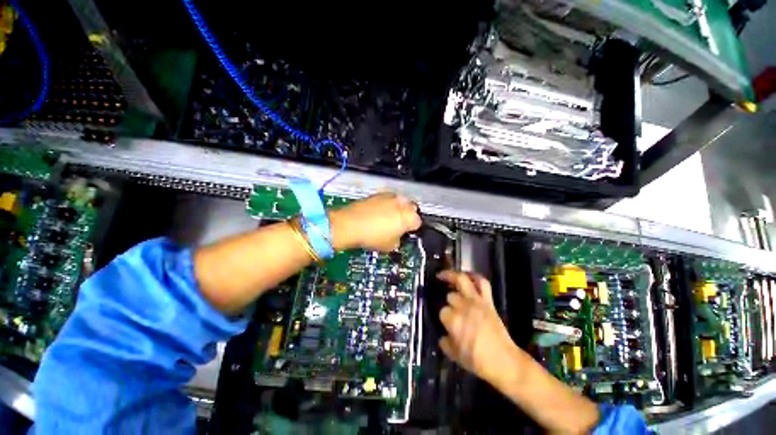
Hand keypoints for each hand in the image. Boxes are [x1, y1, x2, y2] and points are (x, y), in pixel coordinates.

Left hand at [330, 193, 420, 251]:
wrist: (350, 224)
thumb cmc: (372, 237)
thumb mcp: (390, 246)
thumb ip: (399, 240)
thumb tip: (397, 237)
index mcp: (409, 217)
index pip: (418, 223)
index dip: (413, 229)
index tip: (406, 233)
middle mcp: (403, 203)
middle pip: (412, 209)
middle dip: (408, 216)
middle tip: (398, 225)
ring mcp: (390, 196)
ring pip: (400, 202)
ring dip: (398, 209)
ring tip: (387, 218)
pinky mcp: (378, 194)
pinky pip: (388, 199)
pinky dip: (386, 205)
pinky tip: (377, 213)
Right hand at [437, 270, 520, 386]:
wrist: (504, 362)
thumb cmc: (477, 361)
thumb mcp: (454, 355)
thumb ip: (445, 341)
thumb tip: (443, 334)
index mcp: (453, 320)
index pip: (442, 312)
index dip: (443, 318)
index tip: (446, 324)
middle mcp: (463, 306)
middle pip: (450, 296)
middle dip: (448, 302)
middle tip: (450, 308)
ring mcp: (476, 301)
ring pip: (462, 280)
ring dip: (451, 275)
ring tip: (443, 275)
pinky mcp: (488, 301)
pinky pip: (482, 282)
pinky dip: (474, 276)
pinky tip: (466, 275)